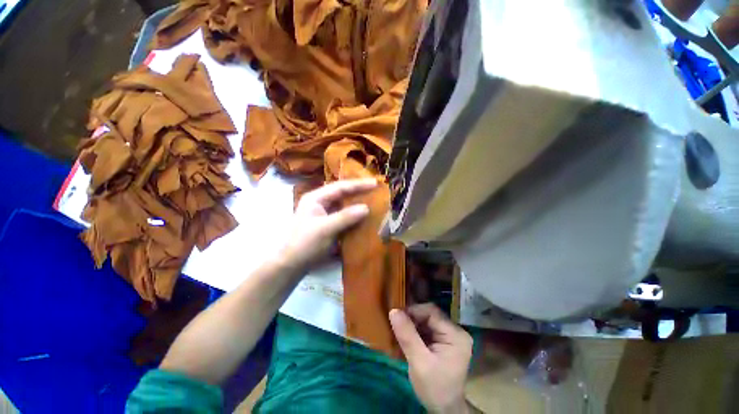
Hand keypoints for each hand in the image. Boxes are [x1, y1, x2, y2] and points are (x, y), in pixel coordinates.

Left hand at [280, 178, 377, 271]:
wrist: (291, 265)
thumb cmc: (305, 244)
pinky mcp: (327, 224)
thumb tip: (366, 208)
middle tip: (376, 190)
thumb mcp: (325, 229)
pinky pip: (343, 216)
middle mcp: (320, 202)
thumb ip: (346, 217)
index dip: (358, 185)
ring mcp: (323, 214)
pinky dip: (353, 216)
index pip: (340, 187)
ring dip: (357, 203)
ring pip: (343, 205)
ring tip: (373, 201)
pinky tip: (363, 217)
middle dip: (358, 191)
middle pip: (342, 193)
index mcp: (316, 198)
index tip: (375, 183)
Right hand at [390, 303, 472, 413]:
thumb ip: (407, 336)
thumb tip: (393, 311)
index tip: (397, 317)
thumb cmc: (434, 388)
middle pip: (430, 315)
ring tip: (401, 332)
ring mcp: (451, 336)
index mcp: (456, 335)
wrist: (444, 410)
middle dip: (412, 319)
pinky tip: (408, 337)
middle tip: (397, 326)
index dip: (413, 311)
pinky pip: (428, 329)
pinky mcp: (445, 341)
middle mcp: (456, 331)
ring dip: (413, 325)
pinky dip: (416, 331)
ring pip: (427, 321)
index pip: (432, 312)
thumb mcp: (419, 362)